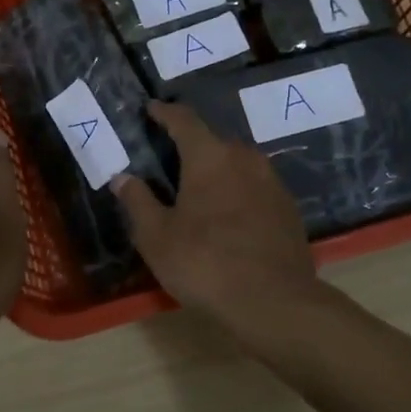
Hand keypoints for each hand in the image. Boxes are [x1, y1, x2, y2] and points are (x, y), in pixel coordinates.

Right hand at [111, 102, 319, 328]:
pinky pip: (256, 187)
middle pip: (213, 141)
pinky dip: (238, 191)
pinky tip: (229, 215)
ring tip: (199, 188)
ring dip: (217, 170)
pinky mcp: (288, 208)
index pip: (184, 120)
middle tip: (170, 158)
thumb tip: (122, 177)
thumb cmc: (205, 263)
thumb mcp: (157, 236)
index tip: (151, 109)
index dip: (164, 113)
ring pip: (238, 164)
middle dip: (191, 145)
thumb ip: (138, 201)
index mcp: (210, 156)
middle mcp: (245, 158)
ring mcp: (272, 182)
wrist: (275, 302)